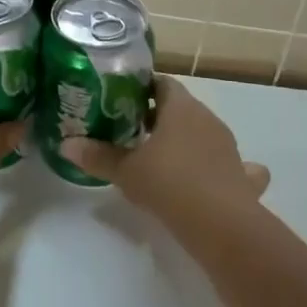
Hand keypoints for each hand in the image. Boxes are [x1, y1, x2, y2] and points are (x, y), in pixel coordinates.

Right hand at [60, 77, 268, 225]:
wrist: (221, 223)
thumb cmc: (169, 184)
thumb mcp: (126, 171)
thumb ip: (97, 156)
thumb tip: (66, 144)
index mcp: (180, 108)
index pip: (162, 83)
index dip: (141, 88)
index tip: (120, 101)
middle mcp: (207, 119)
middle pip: (181, 108)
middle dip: (158, 117)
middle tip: (130, 131)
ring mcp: (228, 146)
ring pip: (203, 133)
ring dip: (184, 141)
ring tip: (160, 157)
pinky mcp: (240, 174)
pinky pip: (229, 164)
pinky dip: (216, 168)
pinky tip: (207, 180)